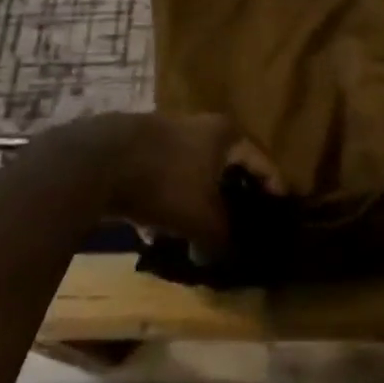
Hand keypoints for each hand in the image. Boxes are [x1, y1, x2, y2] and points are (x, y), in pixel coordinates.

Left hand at [100, 113, 282, 258]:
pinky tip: (153, 232)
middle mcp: (199, 126)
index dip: (273, 185)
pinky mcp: (136, 151)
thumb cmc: (167, 182)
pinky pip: (159, 182)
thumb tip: (217, 256)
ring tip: (196, 235)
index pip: (260, 160)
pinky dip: (162, 205)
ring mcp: (165, 135)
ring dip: (193, 202)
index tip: (281, 207)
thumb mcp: (203, 219)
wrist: (102, 161)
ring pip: (189, 175)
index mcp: (225, 134)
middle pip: (223, 165)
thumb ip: (219, 239)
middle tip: (239, 222)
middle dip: (229, 196)